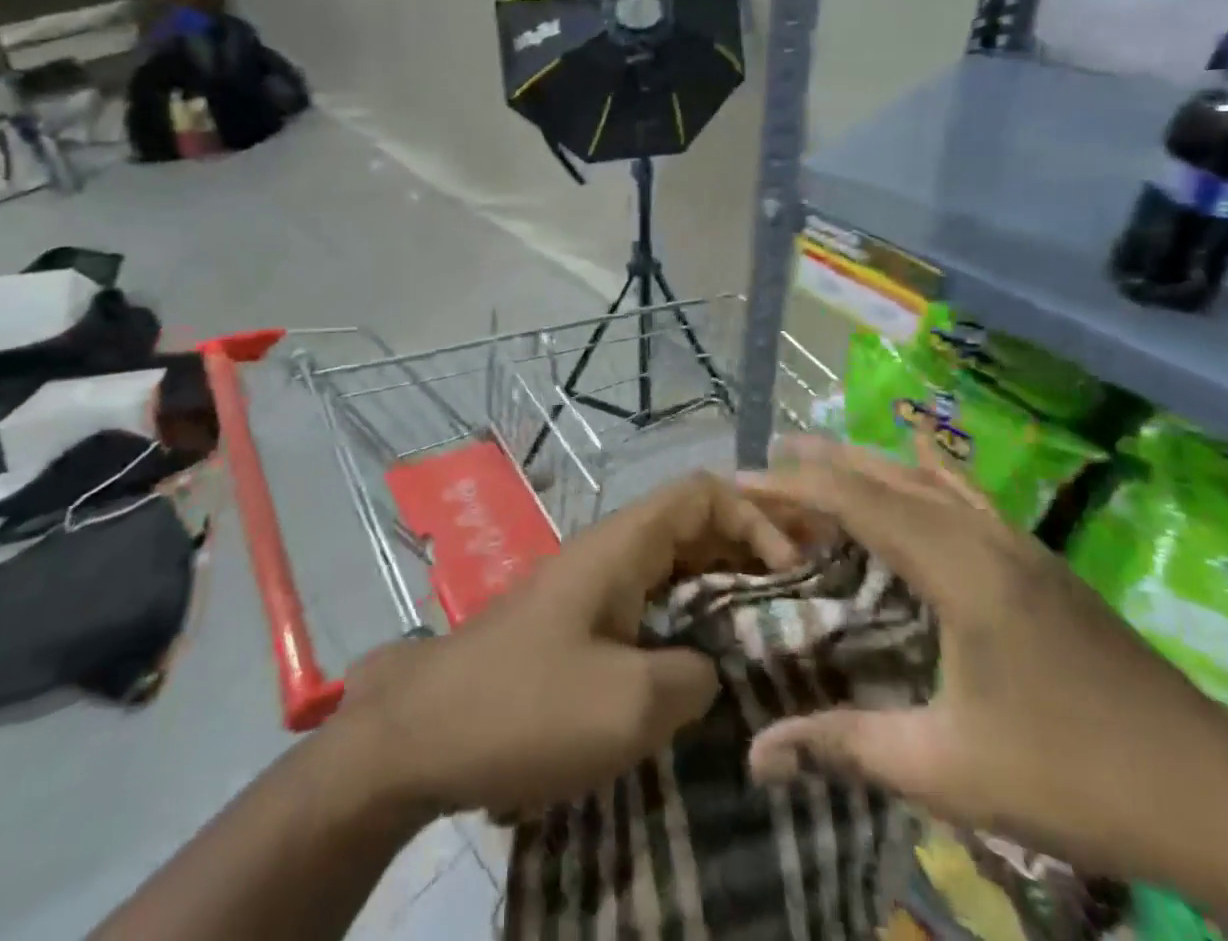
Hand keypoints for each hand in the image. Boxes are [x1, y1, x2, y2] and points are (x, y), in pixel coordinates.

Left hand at [337, 473, 801, 817]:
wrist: (424, 733)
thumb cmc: (528, 707)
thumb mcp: (631, 705)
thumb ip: (694, 676)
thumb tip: (712, 667)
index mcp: (622, 545)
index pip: (701, 493)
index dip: (754, 517)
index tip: (789, 573)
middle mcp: (610, 550)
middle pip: (692, 521)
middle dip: (748, 544)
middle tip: (803, 589)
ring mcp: (592, 585)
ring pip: (673, 561)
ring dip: (722, 581)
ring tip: (771, 620)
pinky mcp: (580, 621)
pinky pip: (651, 599)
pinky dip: (690, 613)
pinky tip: (710, 656)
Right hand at [742, 436, 1227, 896]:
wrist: (1222, 799)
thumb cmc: (1075, 778)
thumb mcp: (949, 770)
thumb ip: (846, 749)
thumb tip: (755, 754)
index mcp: (957, 568)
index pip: (857, 501)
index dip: (794, 485)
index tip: (741, 480)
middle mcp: (984, 536)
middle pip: (888, 476)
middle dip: (824, 462)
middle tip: (768, 460)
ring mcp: (1018, 544)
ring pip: (927, 478)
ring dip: (870, 463)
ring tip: (821, 455)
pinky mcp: (1040, 561)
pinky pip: (967, 493)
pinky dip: (929, 470)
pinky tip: (922, 459)